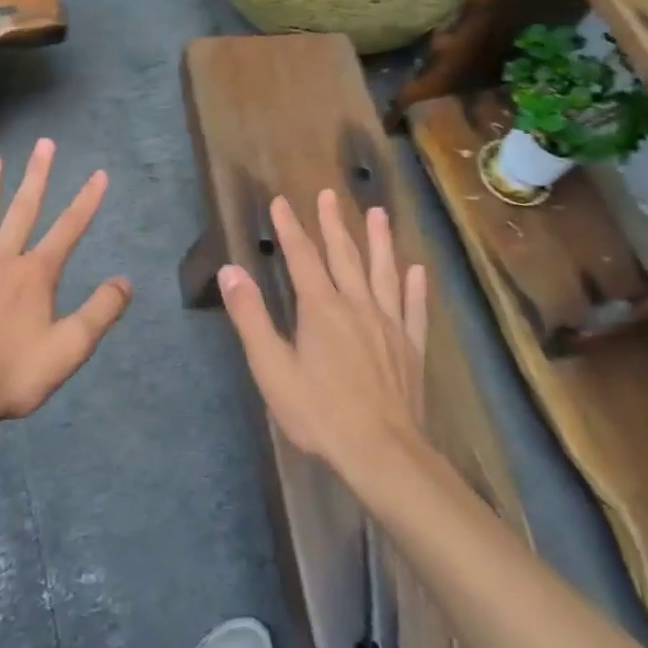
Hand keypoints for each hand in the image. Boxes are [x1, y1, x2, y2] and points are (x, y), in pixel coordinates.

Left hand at [0, 139, 131, 426]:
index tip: (100, 174)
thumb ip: (100, 312)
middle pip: (24, 209)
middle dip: (38, 175)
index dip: (88, 200)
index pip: (69, 228)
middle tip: (44, 143)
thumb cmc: (15, 371)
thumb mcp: (70, 348)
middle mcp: (5, 260)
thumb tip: (125, 281)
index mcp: (37, 274)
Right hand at [218, 190, 426, 483]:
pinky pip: (413, 309)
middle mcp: (358, 306)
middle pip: (344, 256)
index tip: (281, 202)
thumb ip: (251, 317)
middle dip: (333, 224)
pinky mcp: (411, 348)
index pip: (302, 258)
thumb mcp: (272, 368)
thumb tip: (231, 270)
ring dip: (379, 241)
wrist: (381, 453)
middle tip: (329, 194)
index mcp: (322, 309)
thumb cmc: (319, 412)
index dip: (290, 228)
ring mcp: (389, 325)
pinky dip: (415, 287)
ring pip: (384, 273)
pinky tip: (417, 270)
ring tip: (378, 213)